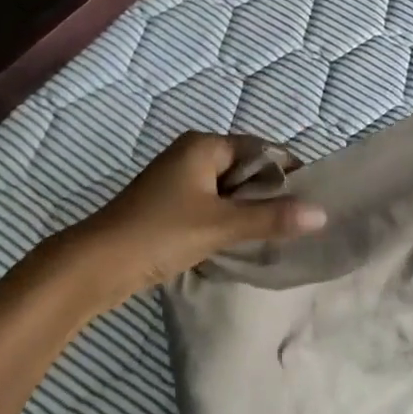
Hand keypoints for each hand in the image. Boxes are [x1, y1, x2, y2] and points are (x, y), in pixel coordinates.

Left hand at [79, 132, 326, 290]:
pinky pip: (210, 204)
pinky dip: (227, 219)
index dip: (286, 169)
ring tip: (274, 232)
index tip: (310, 195)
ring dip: (247, 209)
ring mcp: (176, 181)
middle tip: (296, 218)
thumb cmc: (158, 233)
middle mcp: (190, 154)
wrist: (91, 268)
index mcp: (203, 145)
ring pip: (227, 189)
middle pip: (243, 167)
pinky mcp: (167, 206)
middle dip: (267, 192)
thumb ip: (271, 218)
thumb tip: (321, 214)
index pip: (259, 148)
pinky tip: (240, 241)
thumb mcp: (220, 225)